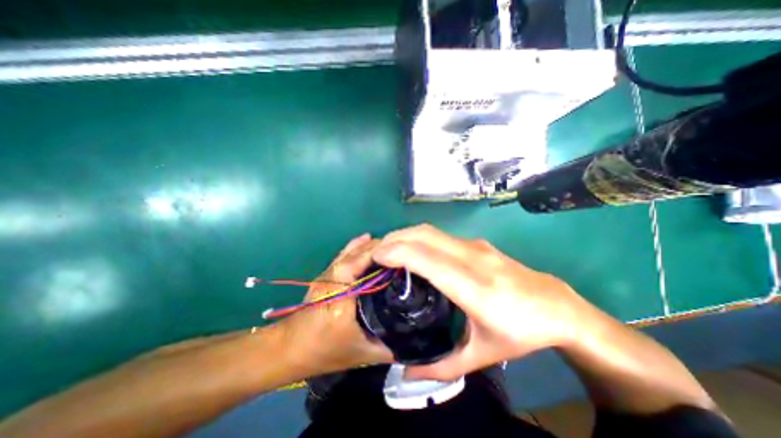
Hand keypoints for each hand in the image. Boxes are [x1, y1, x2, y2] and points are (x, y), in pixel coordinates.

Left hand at [281, 235, 393, 374]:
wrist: (287, 348)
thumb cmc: (323, 352)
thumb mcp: (359, 354)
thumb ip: (386, 348)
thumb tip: (411, 341)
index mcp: (341, 296)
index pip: (358, 265)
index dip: (378, 255)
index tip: (399, 254)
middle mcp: (333, 279)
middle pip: (355, 255)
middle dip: (377, 248)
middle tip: (400, 249)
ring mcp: (327, 275)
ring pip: (349, 252)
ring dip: (367, 246)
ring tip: (387, 244)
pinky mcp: (325, 275)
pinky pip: (343, 255)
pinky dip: (356, 246)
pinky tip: (365, 240)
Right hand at [372, 224, 591, 381]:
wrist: (557, 306)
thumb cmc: (521, 333)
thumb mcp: (482, 356)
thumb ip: (441, 367)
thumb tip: (405, 373)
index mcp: (472, 286)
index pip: (424, 258)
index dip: (395, 252)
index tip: (374, 257)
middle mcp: (471, 258)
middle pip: (423, 235)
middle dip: (394, 239)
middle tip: (376, 253)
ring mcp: (475, 246)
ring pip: (430, 231)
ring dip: (405, 236)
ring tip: (389, 251)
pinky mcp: (477, 243)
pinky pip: (440, 235)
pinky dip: (419, 239)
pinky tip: (414, 252)